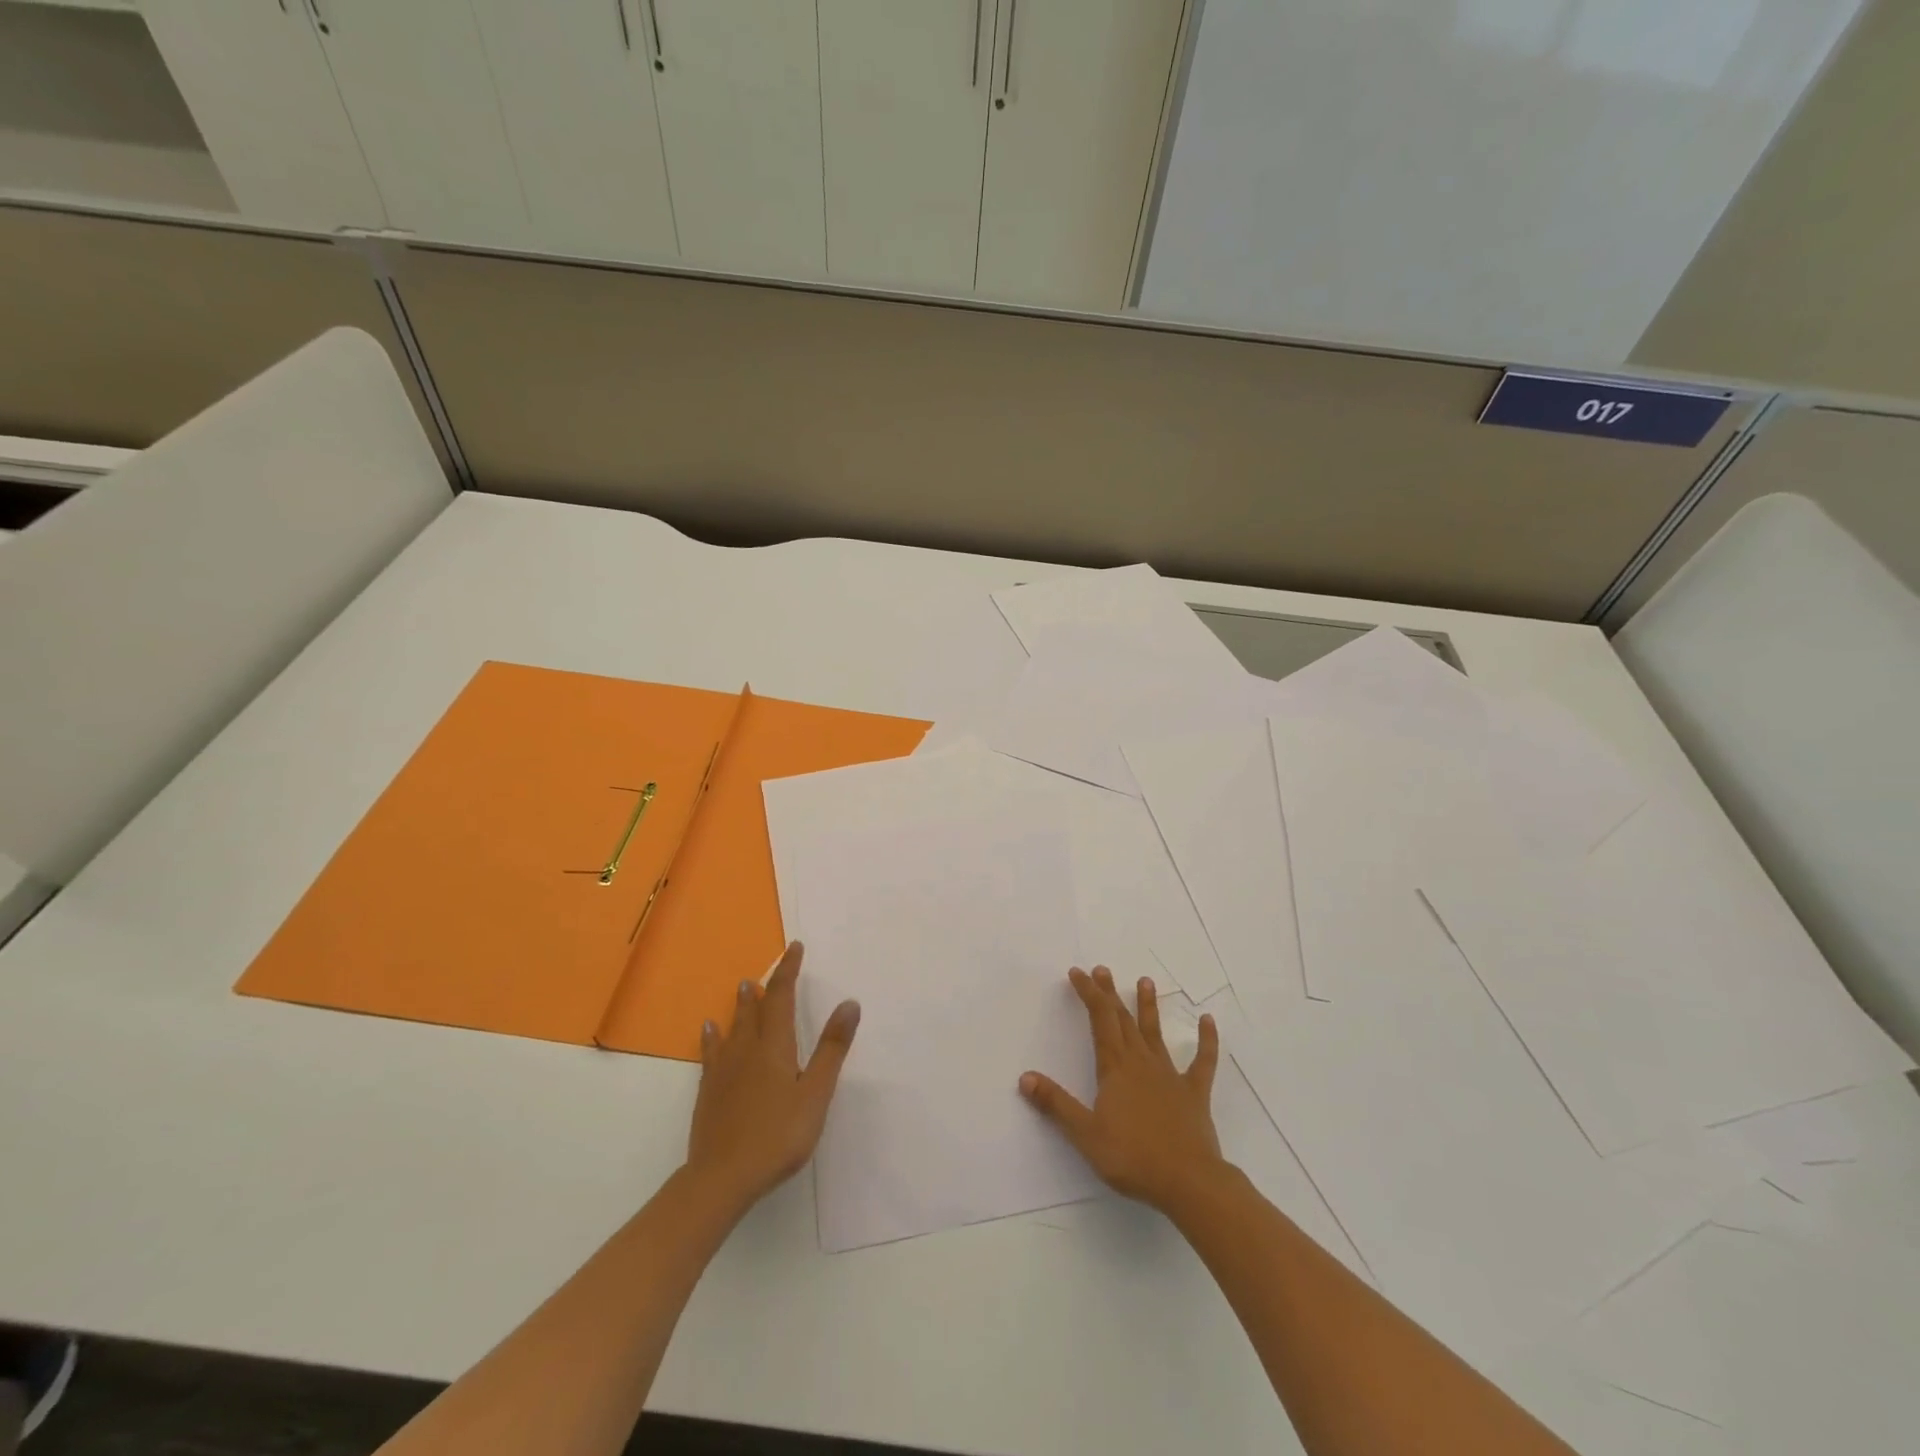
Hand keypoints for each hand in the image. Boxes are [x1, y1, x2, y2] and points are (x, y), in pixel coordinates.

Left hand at [685, 941, 858, 1212]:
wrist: (722, 1177)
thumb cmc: (778, 1135)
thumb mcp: (815, 1094)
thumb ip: (832, 1048)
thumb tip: (849, 1003)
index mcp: (775, 1046)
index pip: (782, 997)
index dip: (789, 971)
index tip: (795, 948)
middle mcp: (747, 1049)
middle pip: (755, 1008)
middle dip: (766, 985)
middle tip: (769, 968)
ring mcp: (724, 1070)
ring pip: (733, 1026)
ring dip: (741, 1005)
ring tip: (743, 986)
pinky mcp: (709, 1091)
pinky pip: (711, 1051)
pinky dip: (713, 1036)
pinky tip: (708, 1030)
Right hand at [1019, 966, 1224, 1213]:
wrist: (1188, 1182)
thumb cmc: (1132, 1157)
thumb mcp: (1085, 1134)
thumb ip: (1056, 1104)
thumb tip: (1025, 1077)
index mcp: (1115, 1069)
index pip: (1099, 1021)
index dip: (1088, 994)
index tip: (1078, 973)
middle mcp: (1141, 1063)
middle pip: (1123, 1020)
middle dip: (1109, 994)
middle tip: (1102, 970)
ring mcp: (1170, 1076)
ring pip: (1155, 1033)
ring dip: (1148, 1007)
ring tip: (1145, 981)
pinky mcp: (1194, 1093)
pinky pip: (1203, 1061)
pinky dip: (1206, 1040)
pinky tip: (1209, 1021)